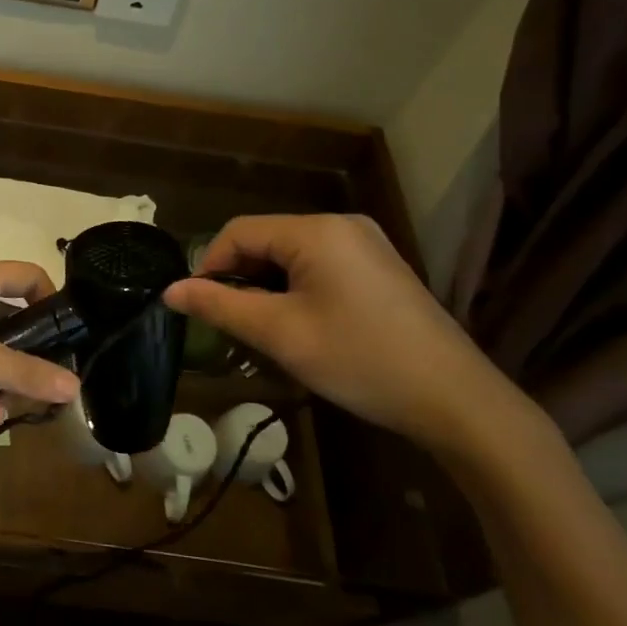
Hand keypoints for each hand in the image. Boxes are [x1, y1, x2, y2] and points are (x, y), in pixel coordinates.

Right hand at [163, 214, 507, 452]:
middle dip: (240, 278)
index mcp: (316, 231)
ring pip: (291, 254)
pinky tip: (300, 324)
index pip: (239, 232)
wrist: (456, 400)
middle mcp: (342, 225)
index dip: (209, 265)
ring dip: (267, 286)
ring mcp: (366, 244)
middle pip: (266, 240)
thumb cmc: (359, 360)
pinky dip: (297, 288)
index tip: (198, 307)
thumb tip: (170, 291)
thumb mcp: (279, 334)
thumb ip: (220, 307)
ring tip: (262, 328)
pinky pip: (320, 265)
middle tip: (230, 324)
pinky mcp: (380, 268)